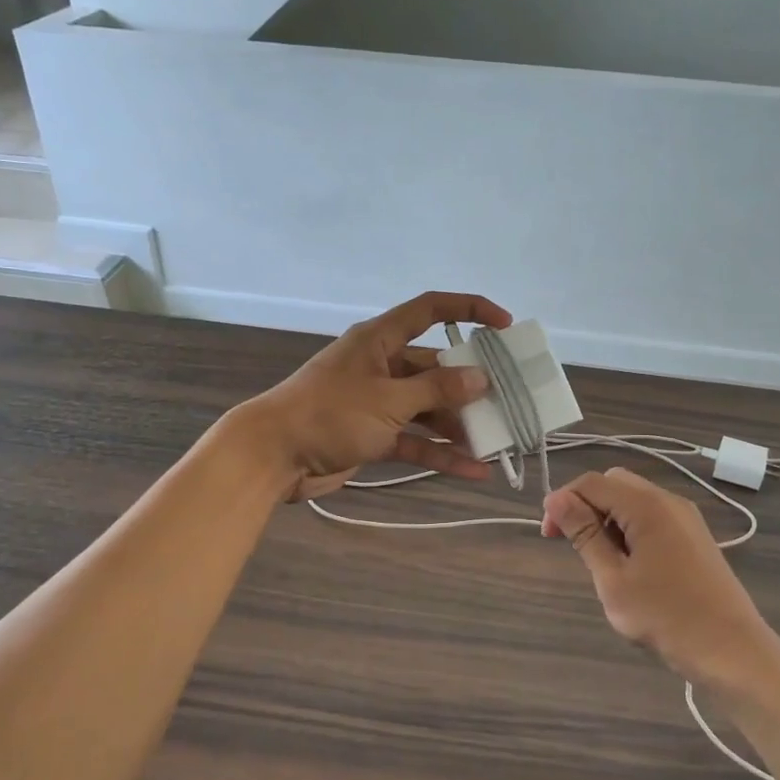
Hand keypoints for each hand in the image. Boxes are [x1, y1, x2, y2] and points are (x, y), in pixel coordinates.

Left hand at [238, 291, 512, 500]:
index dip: (469, 310)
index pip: (430, 310)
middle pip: (434, 367)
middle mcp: (381, 365)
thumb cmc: (330, 414)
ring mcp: (376, 402)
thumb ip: (436, 390)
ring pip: (427, 408)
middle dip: (469, 384)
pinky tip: (472, 470)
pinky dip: (439, 453)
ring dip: (457, 424)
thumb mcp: (388, 399)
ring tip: (496, 439)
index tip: (504, 326)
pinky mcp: (372, 435)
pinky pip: (414, 439)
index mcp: (380, 340)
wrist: (272, 456)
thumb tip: (480, 378)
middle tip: (507, 398)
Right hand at [542, 467, 779, 682]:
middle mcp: (668, 500)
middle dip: (586, 506)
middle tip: (572, 545)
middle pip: (614, 484)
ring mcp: (685, 517)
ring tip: (601, 561)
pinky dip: (630, 528)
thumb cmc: (667, 617)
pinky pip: (652, 516)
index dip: (563, 501)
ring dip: (608, 518)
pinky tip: (629, 565)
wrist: (733, 651)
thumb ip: (584, 534)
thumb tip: (556, 498)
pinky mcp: (694, 536)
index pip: (591, 482)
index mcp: (646, 505)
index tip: (549, 536)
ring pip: (633, 499)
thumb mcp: (613, 579)